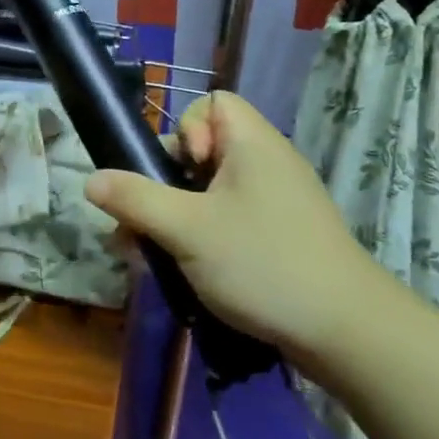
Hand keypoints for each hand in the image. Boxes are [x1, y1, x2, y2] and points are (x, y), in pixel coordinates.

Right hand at [84, 90, 395, 358]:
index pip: (212, 104)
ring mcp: (277, 203)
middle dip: (166, 183)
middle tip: (150, 222)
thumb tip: (90, 179)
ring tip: (153, 255)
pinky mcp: (282, 237)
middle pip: (202, 151)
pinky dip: (203, 238)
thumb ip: (134, 199)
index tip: (183, 172)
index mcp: (253, 145)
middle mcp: (267, 164)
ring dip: (177, 217)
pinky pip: (230, 220)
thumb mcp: (186, 229)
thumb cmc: (262, 263)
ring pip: (210, 192)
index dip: (186, 130)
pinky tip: (184, 272)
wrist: (348, 334)